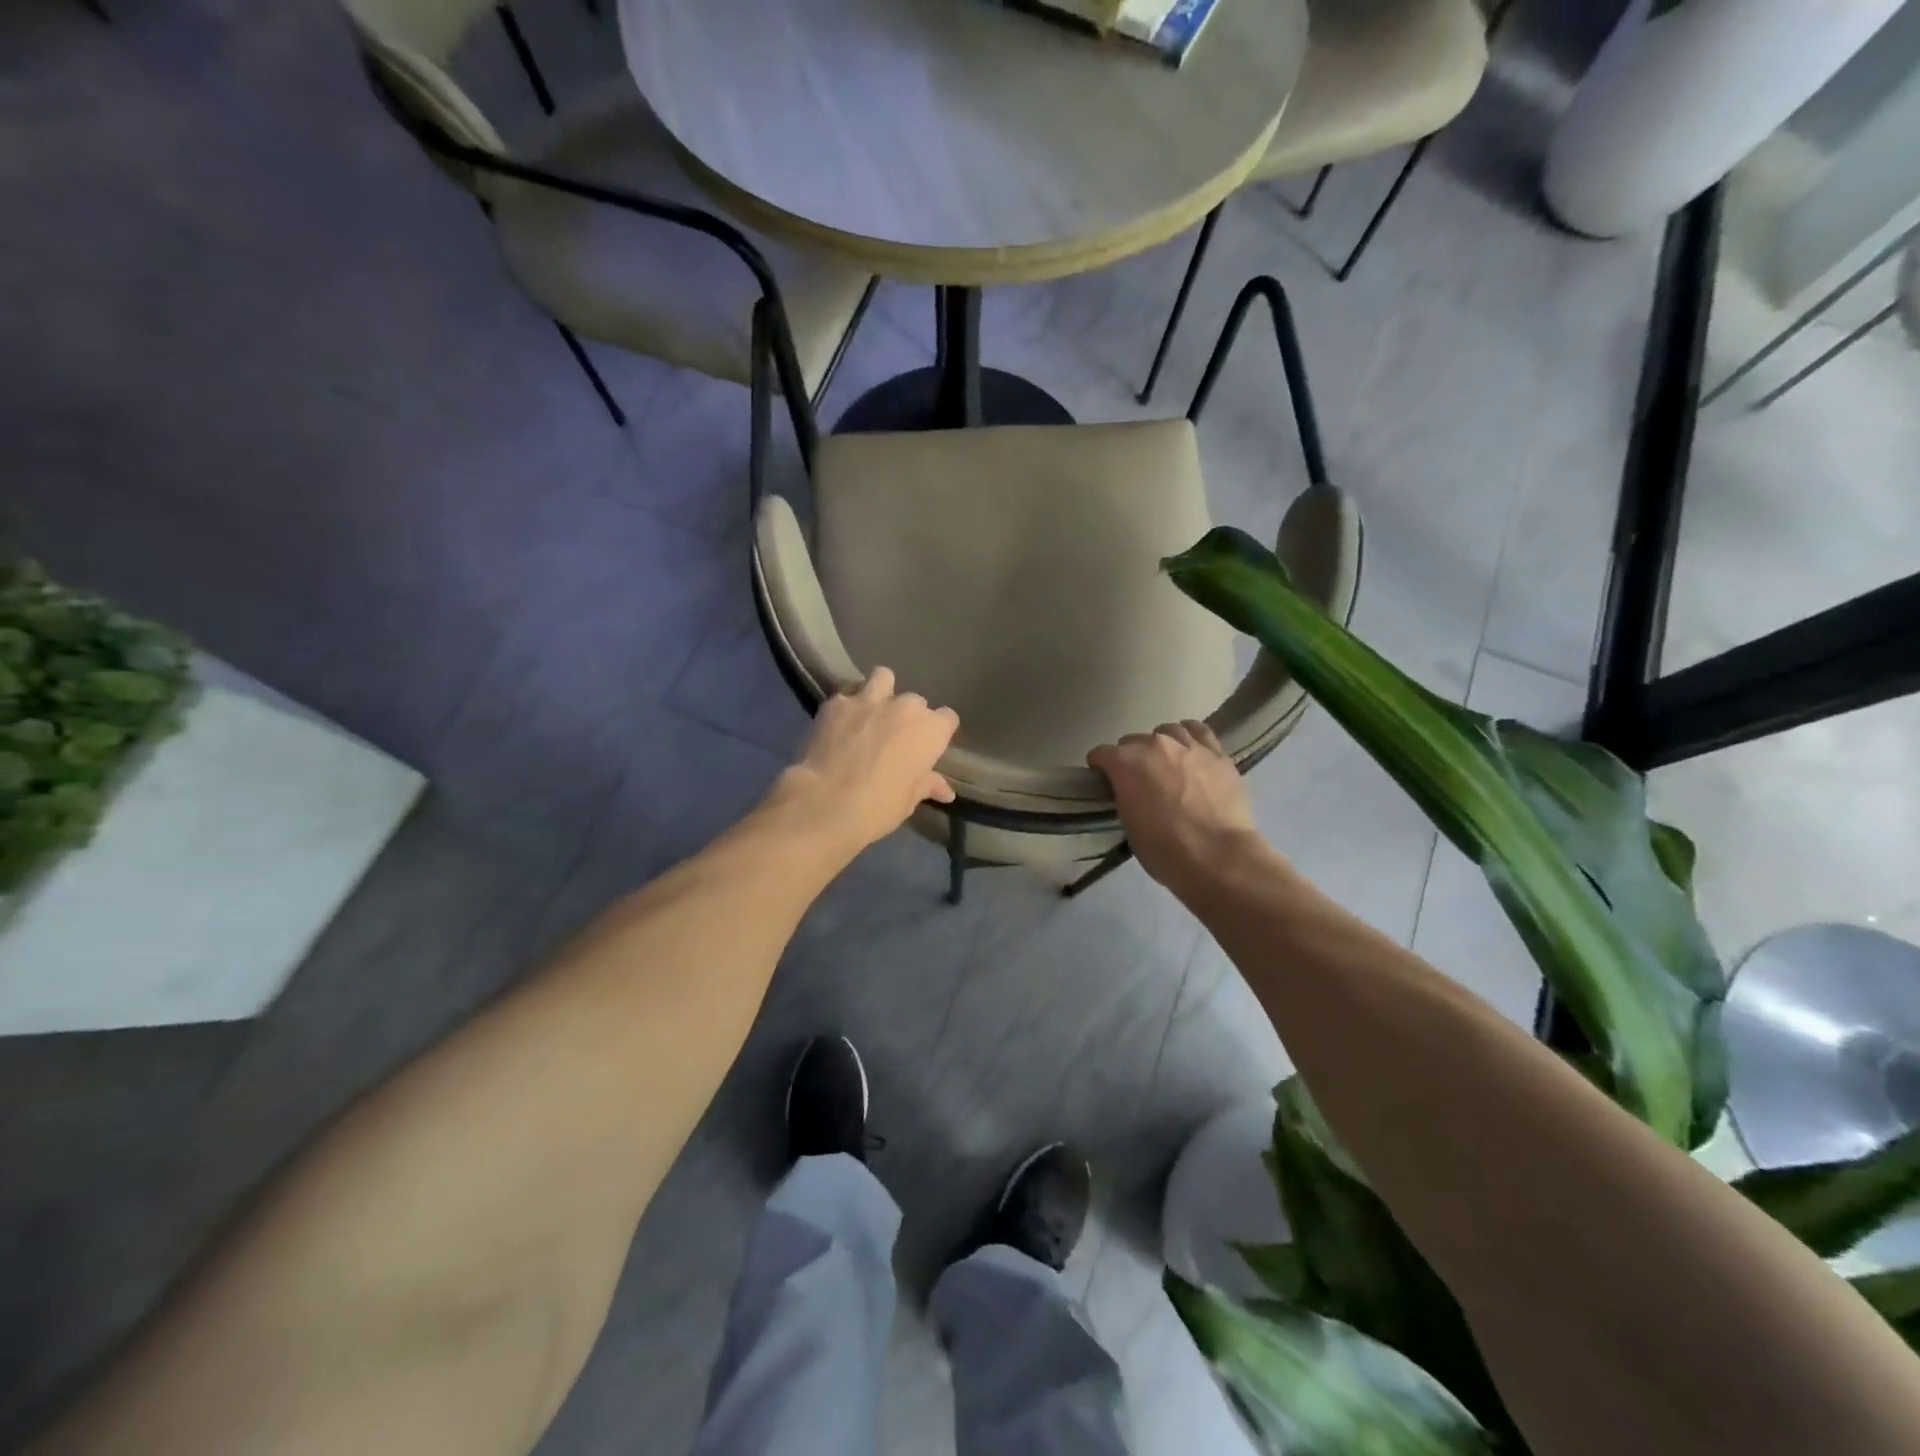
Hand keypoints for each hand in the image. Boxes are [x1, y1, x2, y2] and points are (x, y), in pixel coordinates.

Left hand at [774, 668, 958, 854]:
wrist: (826, 803)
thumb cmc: (878, 807)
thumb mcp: (909, 800)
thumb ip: (928, 784)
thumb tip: (945, 790)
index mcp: (930, 730)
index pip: (948, 718)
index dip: (938, 733)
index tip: (928, 748)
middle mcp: (905, 707)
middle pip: (916, 702)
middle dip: (908, 716)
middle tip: (895, 739)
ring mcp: (869, 700)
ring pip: (883, 678)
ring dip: (881, 692)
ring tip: (871, 712)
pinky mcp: (836, 703)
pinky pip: (847, 696)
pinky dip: (847, 708)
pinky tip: (840, 725)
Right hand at [1087, 720, 1258, 891]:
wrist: (1217, 857)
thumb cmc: (1164, 849)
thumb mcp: (1128, 823)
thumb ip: (1124, 795)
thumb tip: (1129, 789)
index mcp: (1126, 763)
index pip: (1102, 753)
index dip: (1100, 767)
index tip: (1103, 780)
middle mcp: (1155, 745)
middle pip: (1133, 741)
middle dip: (1130, 757)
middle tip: (1137, 779)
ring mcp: (1189, 746)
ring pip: (1167, 732)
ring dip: (1160, 745)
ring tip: (1165, 762)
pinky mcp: (1217, 753)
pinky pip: (1199, 731)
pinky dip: (1189, 736)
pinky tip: (1189, 748)